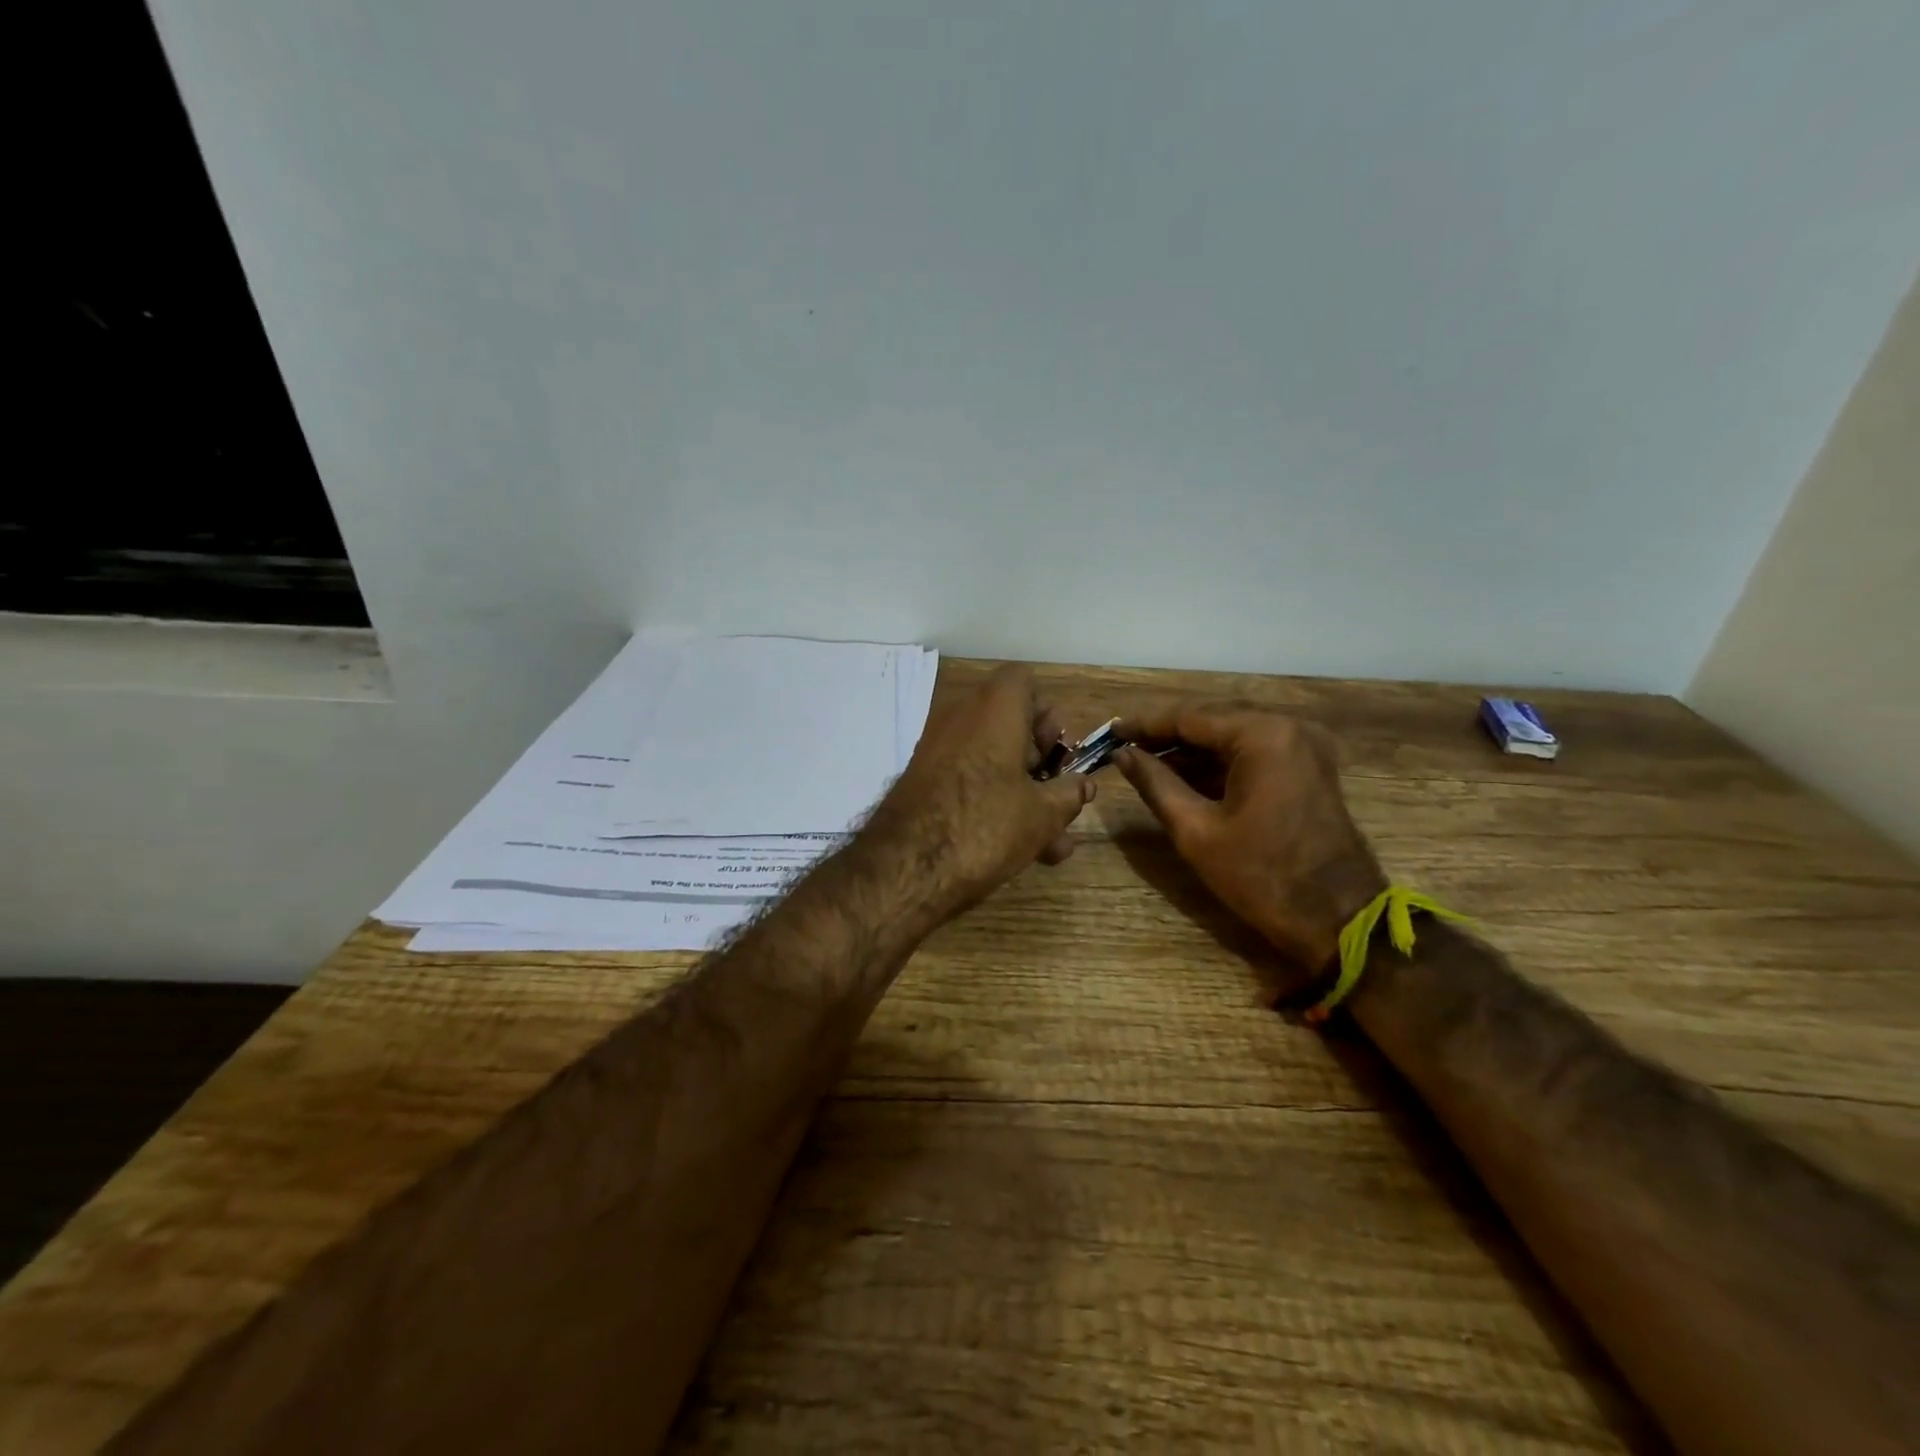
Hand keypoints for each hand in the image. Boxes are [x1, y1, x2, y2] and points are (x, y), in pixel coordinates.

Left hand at [865, 665, 1096, 923]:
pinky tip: (1018, 848)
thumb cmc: (985, 826)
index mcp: (993, 708)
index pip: (1024, 683)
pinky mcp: (921, 779)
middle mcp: (960, 716)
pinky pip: (968, 779)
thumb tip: (1084, 785)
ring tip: (1052, 844)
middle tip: (1057, 800)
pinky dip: (992, 801)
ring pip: (991, 760)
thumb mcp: (1041, 815)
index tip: (1057, 756)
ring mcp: (935, 748)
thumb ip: (1069, 795)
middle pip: (1009, 724)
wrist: (904, 867)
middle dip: (1041, 765)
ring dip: (1023, 794)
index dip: (1047, 716)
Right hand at [1114, 702, 1385, 974]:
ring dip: (1192, 751)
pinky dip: (1219, 763)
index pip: (1190, 718)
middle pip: (1212, 721)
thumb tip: (1123, 755)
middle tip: (1124, 749)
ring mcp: (1304, 746)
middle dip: (1167, 736)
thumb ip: (1155, 783)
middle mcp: (1288, 727)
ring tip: (1146, 764)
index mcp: (1262, 735)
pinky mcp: (1309, 767)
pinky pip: (1254, 753)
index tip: (1110, 732)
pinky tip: (1185, 776)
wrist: (1339, 920)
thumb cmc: (1261, 877)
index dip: (1145, 726)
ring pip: (1232, 737)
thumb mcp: (1196, 830)